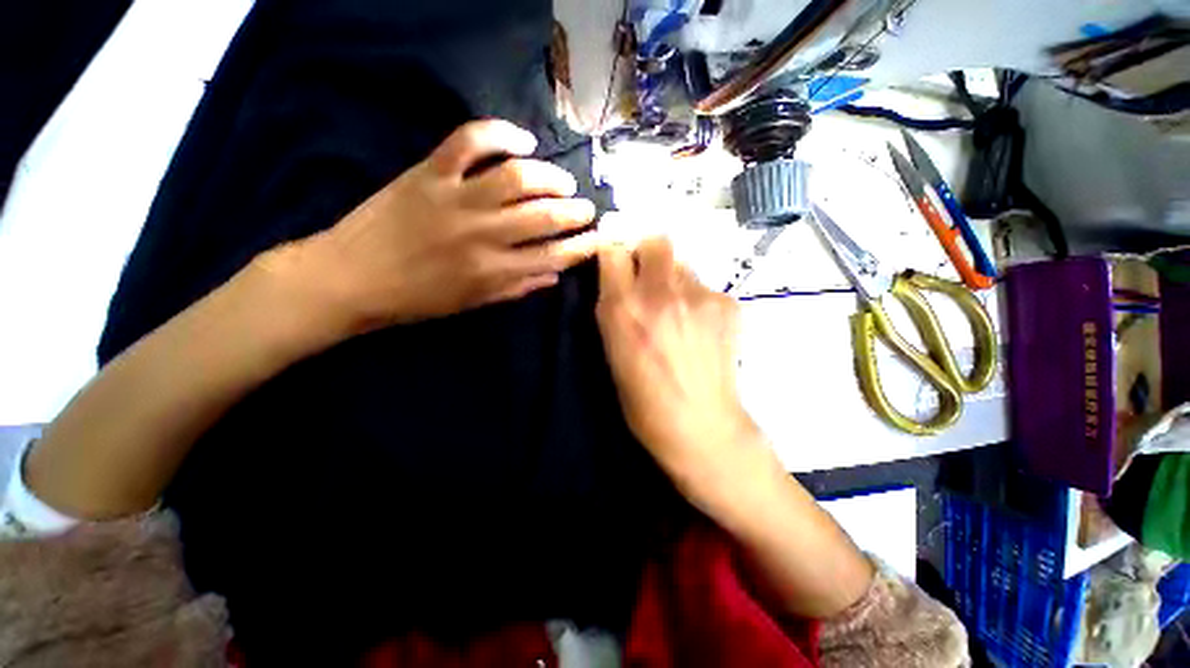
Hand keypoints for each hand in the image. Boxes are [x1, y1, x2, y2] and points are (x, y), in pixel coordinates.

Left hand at [272, 119, 600, 332]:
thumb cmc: (415, 299)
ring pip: (518, 177)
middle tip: (586, 207)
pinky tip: (522, 142)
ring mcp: (455, 198)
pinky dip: (500, 134)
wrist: (350, 278)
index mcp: (492, 271)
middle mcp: (482, 234)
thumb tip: (554, 274)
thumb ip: (516, 288)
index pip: (553, 256)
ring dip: (550, 176)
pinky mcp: (428, 172)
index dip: (581, 246)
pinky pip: (469, 141)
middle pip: (544, 215)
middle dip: (575, 210)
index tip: (597, 238)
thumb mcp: (472, 304)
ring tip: (561, 180)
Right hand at [596, 237, 760, 490]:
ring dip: (674, 279)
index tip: (617, 261)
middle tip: (648, 277)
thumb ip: (614, 307)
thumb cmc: (643, 399)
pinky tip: (699, 327)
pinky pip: (705, 286)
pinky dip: (697, 299)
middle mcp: (660, 293)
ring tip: (677, 310)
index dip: (615, 252)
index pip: (614, 249)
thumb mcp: (612, 350)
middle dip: (648, 252)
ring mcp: (699, 296)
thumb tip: (619, 277)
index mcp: (623, 308)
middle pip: (656, 240)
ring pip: (683, 263)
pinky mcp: (727, 303)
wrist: (700, 425)